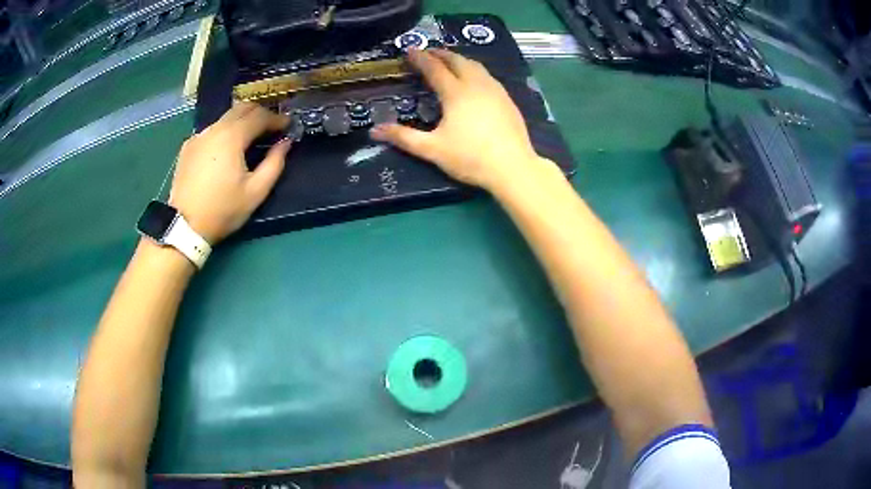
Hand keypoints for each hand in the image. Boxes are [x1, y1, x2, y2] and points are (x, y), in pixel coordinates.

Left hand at [169, 102, 290, 243]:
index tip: (289, 125)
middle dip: (260, 113)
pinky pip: (212, 130)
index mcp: (232, 137)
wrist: (183, 225)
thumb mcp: (255, 192)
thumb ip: (274, 163)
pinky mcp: (188, 146)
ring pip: (225, 117)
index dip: (277, 118)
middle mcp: (215, 129)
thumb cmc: (222, 210)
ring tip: (250, 137)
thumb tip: (285, 143)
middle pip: (242, 108)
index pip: (260, 116)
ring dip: (242, 121)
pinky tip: (226, 149)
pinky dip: (225, 131)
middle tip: (272, 126)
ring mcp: (199, 136)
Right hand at [369, 49, 556, 191]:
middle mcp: (476, 84)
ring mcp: (495, 90)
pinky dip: (474, 70)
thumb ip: (404, 138)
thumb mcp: (432, 149)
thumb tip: (375, 131)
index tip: (409, 51)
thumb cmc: (470, 158)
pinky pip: (487, 75)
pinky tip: (474, 79)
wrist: (513, 167)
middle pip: (457, 60)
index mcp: (456, 93)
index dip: (420, 58)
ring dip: (459, 59)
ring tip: (449, 61)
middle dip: (440, 53)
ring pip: (475, 65)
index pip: (434, 68)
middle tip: (428, 52)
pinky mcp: (507, 99)